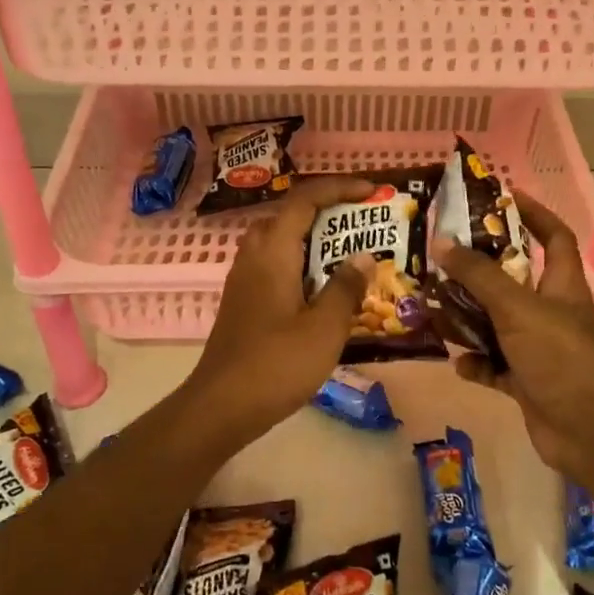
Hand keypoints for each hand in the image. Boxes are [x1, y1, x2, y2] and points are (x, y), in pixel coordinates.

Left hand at [178, 176, 375, 449]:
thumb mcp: (325, 328)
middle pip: (291, 215)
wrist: (221, 406)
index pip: (305, 198)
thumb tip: (363, 256)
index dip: (339, 188)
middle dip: (328, 211)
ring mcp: (244, 278)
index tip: (372, 193)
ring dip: (315, 238)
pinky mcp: (244, 301)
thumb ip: (346, 287)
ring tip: (349, 254)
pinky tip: (324, 290)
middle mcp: (254, 255)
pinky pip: (276, 264)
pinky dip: (302, 263)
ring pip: (282, 240)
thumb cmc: (276, 364)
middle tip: (363, 223)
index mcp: (273, 251)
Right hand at [430, 194, 593, 496]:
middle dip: (481, 268)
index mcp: (561, 285)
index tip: (501, 197)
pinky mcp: (527, 381)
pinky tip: (458, 362)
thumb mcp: (517, 308)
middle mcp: (551, 311)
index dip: (533, 213)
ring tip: (435, 305)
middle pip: (514, 279)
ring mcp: (539, 348)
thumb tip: (442, 242)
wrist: (589, 432)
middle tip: (444, 255)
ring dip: (470, 317)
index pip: (553, 236)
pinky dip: (477, 363)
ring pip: (498, 323)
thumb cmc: (560, 357)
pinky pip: (494, 365)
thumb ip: (479, 276)